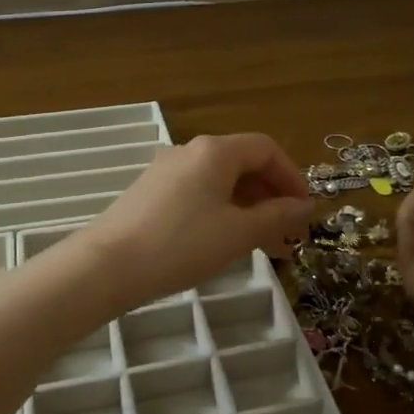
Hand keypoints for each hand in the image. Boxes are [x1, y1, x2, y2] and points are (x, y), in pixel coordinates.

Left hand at [78, 134, 314, 309]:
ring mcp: (166, 169)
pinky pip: (198, 192)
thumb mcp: (238, 233)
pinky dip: (221, 210)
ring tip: (263, 245)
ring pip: (220, 181)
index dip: (292, 177)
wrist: (108, 265)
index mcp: (215, 151)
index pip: (266, 149)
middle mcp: (190, 150)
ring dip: (247, 207)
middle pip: (243, 163)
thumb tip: (304, 206)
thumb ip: (277, 216)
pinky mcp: (150, 191)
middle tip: (287, 233)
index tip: (304, 211)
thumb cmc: (182, 245)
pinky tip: (224, 241)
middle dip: (271, 196)